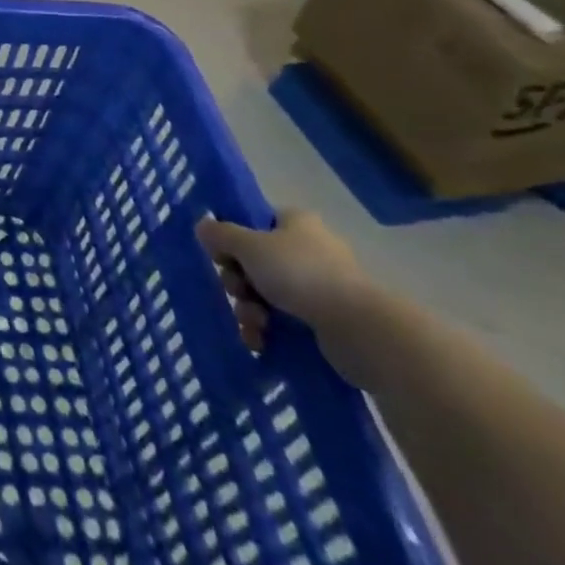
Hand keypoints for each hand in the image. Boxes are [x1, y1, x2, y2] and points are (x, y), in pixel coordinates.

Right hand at [196, 210, 379, 364]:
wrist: (361, 331)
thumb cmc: (300, 275)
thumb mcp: (248, 246)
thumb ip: (220, 235)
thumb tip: (202, 227)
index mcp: (296, 223)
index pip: (254, 222)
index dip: (233, 239)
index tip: (222, 256)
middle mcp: (308, 250)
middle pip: (255, 261)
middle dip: (238, 282)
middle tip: (237, 292)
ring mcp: (319, 287)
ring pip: (266, 294)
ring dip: (249, 309)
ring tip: (254, 324)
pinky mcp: (326, 321)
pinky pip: (284, 321)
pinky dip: (267, 331)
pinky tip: (259, 341)